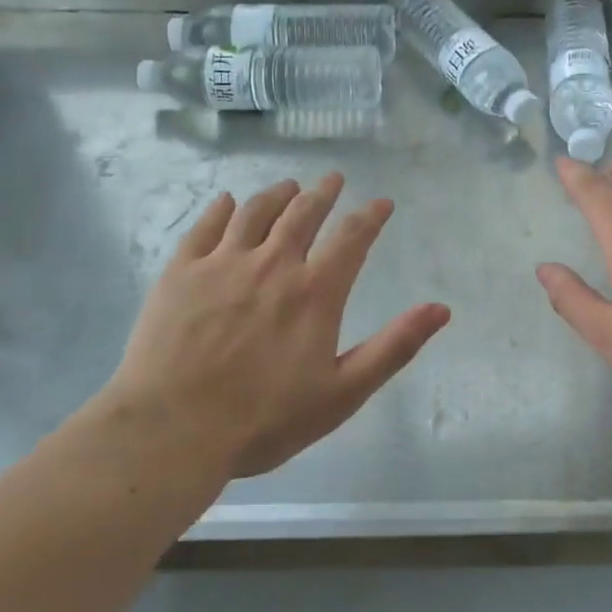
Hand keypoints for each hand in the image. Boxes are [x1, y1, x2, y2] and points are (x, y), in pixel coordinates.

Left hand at [103, 173, 449, 479]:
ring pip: (255, 212)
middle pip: (303, 214)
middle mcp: (272, 264)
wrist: (171, 431)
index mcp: (315, 292)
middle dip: (323, 194)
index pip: (352, 238)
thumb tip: (441, 309)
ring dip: (277, 194)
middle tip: (332, 180)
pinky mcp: (180, 272)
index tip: (382, 203)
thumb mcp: (343, 393)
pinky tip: (227, 202)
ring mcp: (222, 264)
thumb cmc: (264, 420)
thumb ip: (394, 347)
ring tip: (289, 186)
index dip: (371, 216)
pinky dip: (221, 209)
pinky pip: (204, 227)